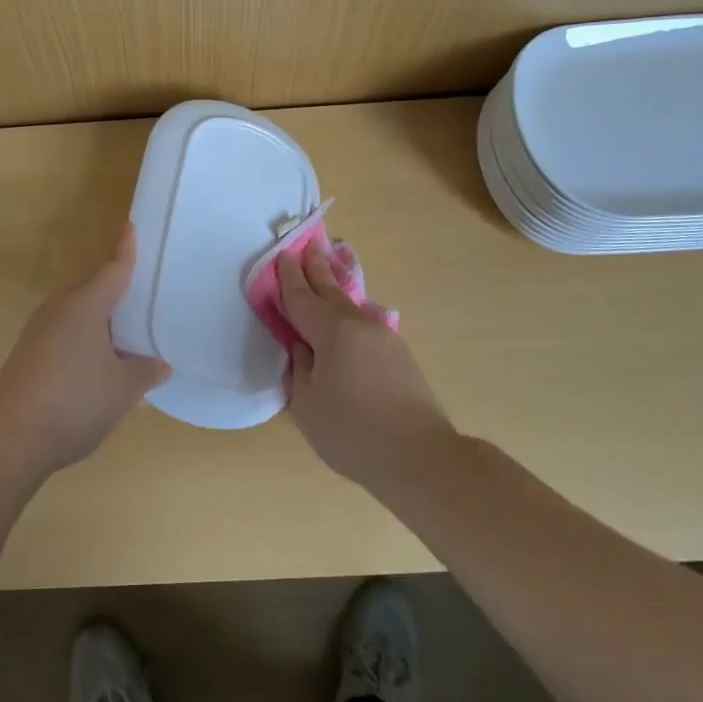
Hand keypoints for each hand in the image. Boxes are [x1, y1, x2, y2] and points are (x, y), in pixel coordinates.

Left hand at [0, 223, 171, 473]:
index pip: (114, 269)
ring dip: (107, 322)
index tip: (131, 226)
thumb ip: (145, 372)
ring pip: (83, 316)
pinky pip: (71, 336)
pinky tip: (108, 365)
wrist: (10, 437)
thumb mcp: (123, 389)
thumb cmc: (74, 401)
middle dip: (121, 290)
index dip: (126, 249)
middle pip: (97, 290)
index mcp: (86, 305)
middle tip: (152, 292)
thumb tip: (159, 364)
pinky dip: (92, 341)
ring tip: (137, 333)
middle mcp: (61, 309)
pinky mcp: (33, 355)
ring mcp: (42, 332)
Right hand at [277, 244, 459, 491]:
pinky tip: (344, 317)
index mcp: (333, 331)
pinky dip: (347, 312)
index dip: (288, 277)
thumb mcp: (307, 404)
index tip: (281, 254)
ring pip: (351, 306)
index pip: (303, 297)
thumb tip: (304, 349)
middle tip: (307, 243)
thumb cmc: (353, 432)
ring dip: (333, 287)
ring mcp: (385, 338)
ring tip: (324, 273)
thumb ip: (300, 369)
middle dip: (316, 267)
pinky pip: (364, 323)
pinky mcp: (400, 356)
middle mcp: (360, 325)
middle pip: (331, 290)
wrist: (422, 458)